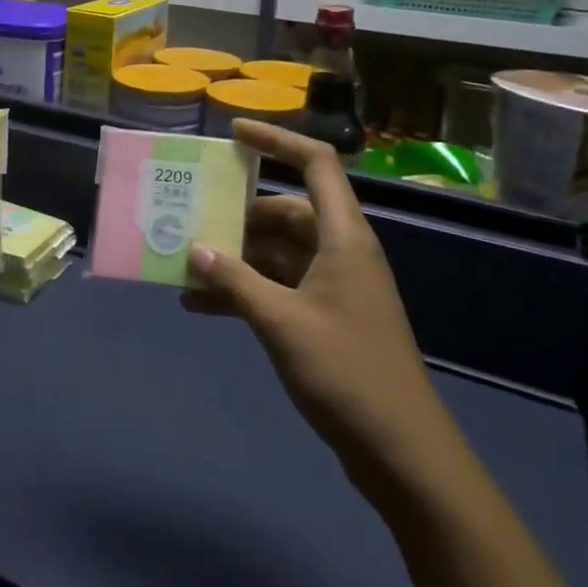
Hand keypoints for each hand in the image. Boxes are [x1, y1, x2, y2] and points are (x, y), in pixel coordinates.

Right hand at [185, 120, 457, 499]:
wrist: (401, 453)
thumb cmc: (347, 372)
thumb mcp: (281, 322)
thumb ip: (234, 281)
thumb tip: (194, 249)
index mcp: (343, 237)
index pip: (315, 165)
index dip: (276, 141)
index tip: (233, 133)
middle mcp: (340, 252)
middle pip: (286, 212)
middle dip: (237, 215)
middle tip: (190, 217)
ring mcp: (333, 286)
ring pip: (276, 252)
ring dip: (234, 258)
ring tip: (186, 266)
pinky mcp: (325, 318)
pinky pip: (277, 287)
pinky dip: (243, 291)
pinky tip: (201, 306)